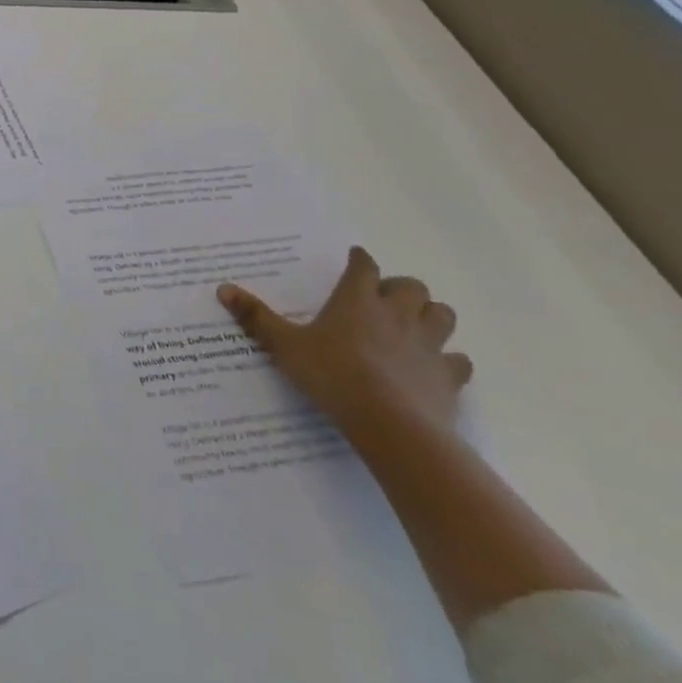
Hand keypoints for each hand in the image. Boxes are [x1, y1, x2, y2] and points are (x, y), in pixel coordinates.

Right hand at [217, 246, 470, 435]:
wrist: (389, 423)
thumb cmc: (332, 375)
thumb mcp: (284, 346)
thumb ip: (256, 317)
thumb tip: (223, 288)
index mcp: (357, 301)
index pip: (364, 266)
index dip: (360, 260)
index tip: (355, 258)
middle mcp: (397, 314)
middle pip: (412, 286)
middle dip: (400, 288)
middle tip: (383, 299)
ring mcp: (428, 345)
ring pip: (442, 315)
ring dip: (430, 316)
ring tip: (413, 327)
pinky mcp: (448, 377)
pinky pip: (458, 361)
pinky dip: (449, 361)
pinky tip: (434, 369)